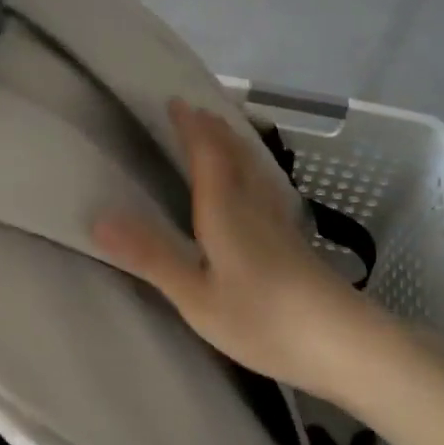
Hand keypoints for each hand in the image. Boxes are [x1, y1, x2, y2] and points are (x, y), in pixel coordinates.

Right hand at [93, 98, 382, 399]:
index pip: (207, 153)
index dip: (190, 126)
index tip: (175, 101)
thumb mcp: (196, 296)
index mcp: (225, 209)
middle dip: (212, 130)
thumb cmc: (262, 319)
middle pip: (234, 154)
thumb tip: (99, 217)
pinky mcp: (294, 239)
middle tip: (195, 111)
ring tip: (223, 135)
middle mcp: (253, 203)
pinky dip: (252, 170)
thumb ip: (151, 256)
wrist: (343, 343)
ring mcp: (279, 220)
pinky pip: (266, 185)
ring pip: (254, 168)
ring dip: (235, 144)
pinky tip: (259, 187)